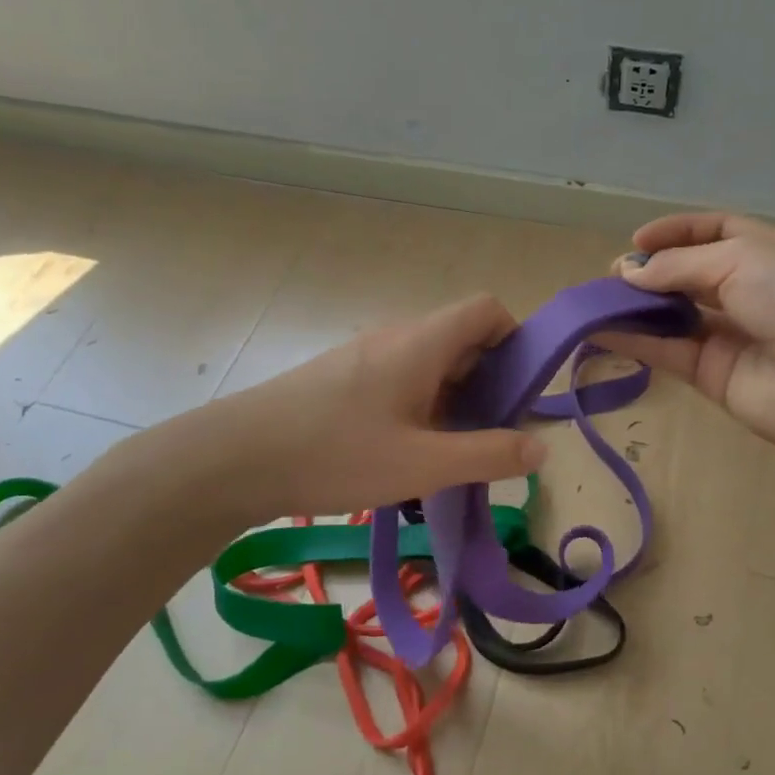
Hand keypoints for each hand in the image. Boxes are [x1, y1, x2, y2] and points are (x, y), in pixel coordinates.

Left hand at [111, 294, 547, 529]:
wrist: (234, 459)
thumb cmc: (335, 454)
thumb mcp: (422, 464)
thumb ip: (488, 455)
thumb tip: (541, 447)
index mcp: (421, 342)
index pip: (486, 309)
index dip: (515, 340)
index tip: (519, 392)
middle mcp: (396, 337)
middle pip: (461, 338)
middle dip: (488, 382)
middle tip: (489, 435)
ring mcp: (365, 356)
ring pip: (430, 363)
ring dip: (453, 400)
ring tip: (449, 452)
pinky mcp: (342, 378)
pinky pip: (400, 379)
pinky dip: (421, 406)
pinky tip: (405, 453)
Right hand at [603, 213, 774, 462]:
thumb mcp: (743, 261)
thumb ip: (681, 266)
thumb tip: (630, 272)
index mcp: (763, 252)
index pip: (713, 232)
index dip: (675, 232)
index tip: (636, 240)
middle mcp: (745, 291)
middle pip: (686, 276)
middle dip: (649, 272)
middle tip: (611, 277)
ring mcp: (729, 336)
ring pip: (671, 316)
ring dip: (634, 308)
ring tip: (594, 302)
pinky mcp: (713, 376)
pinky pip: (667, 352)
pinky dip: (634, 342)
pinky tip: (599, 332)